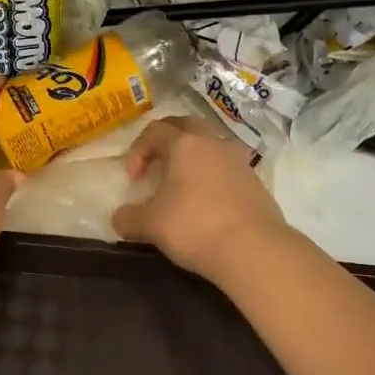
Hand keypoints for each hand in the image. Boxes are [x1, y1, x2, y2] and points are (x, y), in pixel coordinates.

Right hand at [111, 117, 291, 282]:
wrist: (253, 249)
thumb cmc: (195, 226)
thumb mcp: (151, 225)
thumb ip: (129, 217)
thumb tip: (119, 217)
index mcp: (184, 144)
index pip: (154, 131)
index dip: (137, 151)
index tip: (134, 180)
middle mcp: (212, 142)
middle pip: (185, 125)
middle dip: (167, 140)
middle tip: (157, 164)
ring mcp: (238, 159)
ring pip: (211, 144)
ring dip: (194, 156)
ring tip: (184, 182)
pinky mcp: (255, 180)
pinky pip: (228, 166)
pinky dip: (214, 175)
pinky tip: (209, 201)